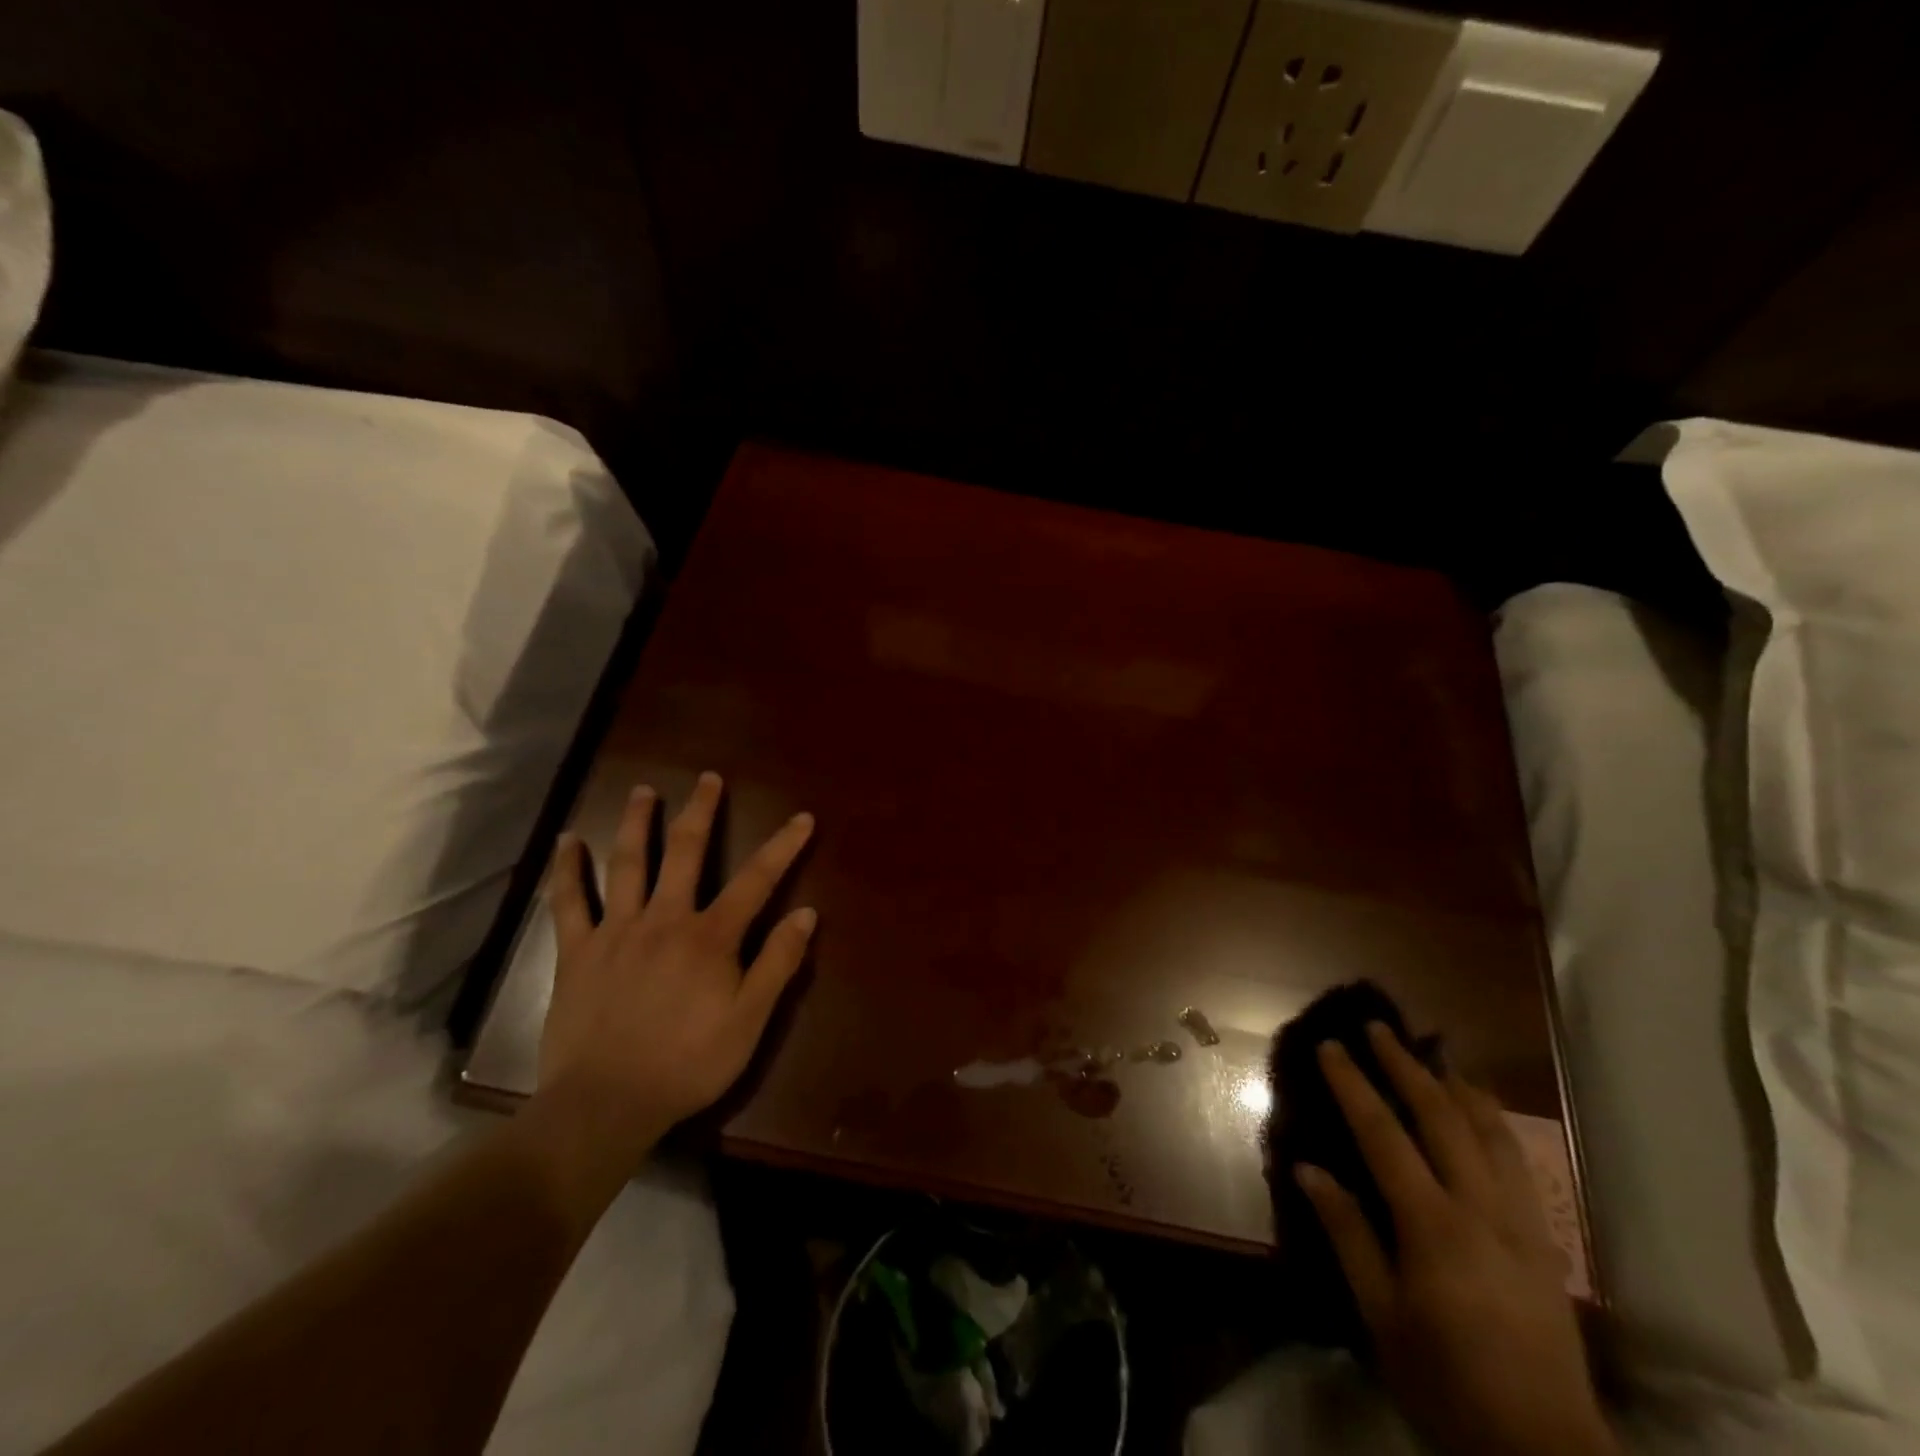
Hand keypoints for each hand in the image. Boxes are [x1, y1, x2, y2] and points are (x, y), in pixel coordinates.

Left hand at [535, 772, 816, 1170]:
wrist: (605, 1105)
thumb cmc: (687, 1064)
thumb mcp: (749, 1021)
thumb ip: (778, 963)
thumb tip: (806, 912)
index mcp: (710, 937)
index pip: (756, 880)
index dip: (783, 847)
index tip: (802, 818)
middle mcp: (664, 919)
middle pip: (685, 853)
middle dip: (701, 812)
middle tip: (708, 778)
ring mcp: (616, 931)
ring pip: (627, 864)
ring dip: (637, 823)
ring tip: (644, 790)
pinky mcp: (577, 952)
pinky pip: (569, 903)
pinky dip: (567, 870)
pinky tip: (567, 841)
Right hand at [1296, 1024, 1615, 1455]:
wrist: (1546, 1452)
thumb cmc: (1446, 1382)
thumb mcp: (1380, 1317)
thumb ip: (1347, 1235)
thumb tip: (1307, 1168)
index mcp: (1433, 1227)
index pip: (1384, 1134)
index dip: (1354, 1084)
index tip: (1331, 1046)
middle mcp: (1482, 1211)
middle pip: (1443, 1118)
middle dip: (1407, 1066)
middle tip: (1378, 1027)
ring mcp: (1522, 1224)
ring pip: (1492, 1133)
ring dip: (1457, 1085)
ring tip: (1433, 1053)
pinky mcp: (1546, 1243)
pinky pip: (1520, 1163)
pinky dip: (1495, 1123)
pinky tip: (1482, 1111)